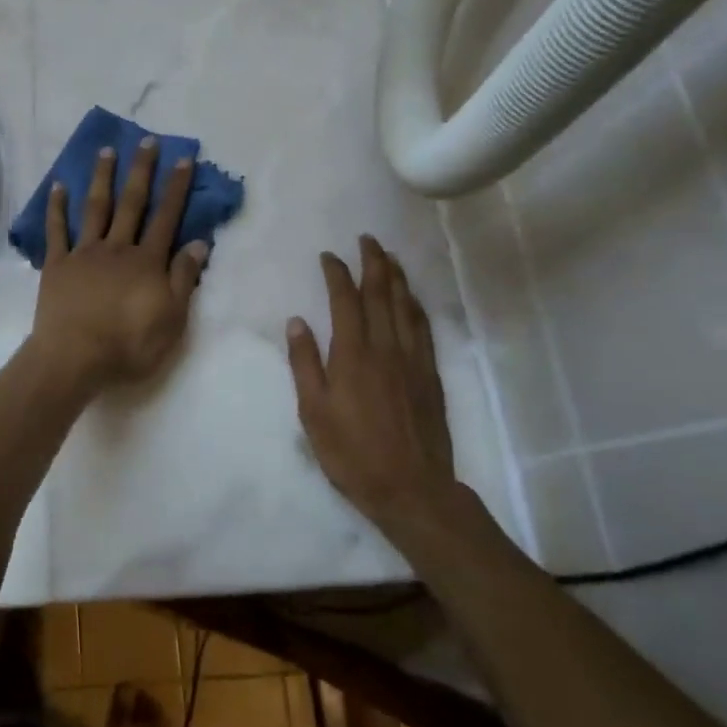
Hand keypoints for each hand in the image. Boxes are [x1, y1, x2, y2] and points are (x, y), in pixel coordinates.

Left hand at [29, 140, 208, 395]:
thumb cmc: (128, 345)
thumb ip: (184, 279)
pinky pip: (57, 230)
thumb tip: (199, 243)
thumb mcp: (172, 320)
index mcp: (147, 262)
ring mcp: (84, 254)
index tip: (183, 158)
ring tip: (106, 151)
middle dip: (141, 170)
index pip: (167, 217)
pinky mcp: (57, 265)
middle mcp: (117, 248)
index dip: (176, 187)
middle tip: (146, 140)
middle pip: (132, 203)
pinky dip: (57, 207)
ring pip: (95, 208)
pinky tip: (59, 186)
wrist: (74, 358)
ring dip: (102, 178)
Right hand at [286, 236, 463, 532]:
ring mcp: (412, 359)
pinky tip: (412, 299)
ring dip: (397, 277)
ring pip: (405, 306)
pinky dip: (415, 305)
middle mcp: (385, 347)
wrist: (411, 487)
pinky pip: (423, 328)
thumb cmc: (351, 452)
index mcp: (352, 354)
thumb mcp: (313, 411)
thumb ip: (304, 363)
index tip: (329, 256)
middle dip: (373, 262)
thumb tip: (297, 321)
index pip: (345, 300)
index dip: (337, 274)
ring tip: (390, 256)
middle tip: (367, 239)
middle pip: (381, 293)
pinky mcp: (429, 374)